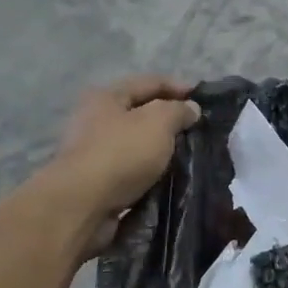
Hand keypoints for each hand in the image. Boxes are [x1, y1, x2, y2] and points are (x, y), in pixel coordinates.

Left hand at [48, 76, 201, 247]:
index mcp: (106, 96)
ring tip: (188, 155)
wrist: (83, 205)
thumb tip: (190, 108)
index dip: (178, 87)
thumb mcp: (158, 122)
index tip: (204, 99)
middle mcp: (96, 120)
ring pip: (137, 143)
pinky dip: (150, 172)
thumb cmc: (121, 153)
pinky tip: (168, 178)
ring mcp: (94, 152)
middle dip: (169, 120)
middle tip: (197, 130)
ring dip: (160, 148)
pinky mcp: (97, 182)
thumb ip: (178, 111)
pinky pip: (131, 170)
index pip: (149, 82)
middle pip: (140, 113)